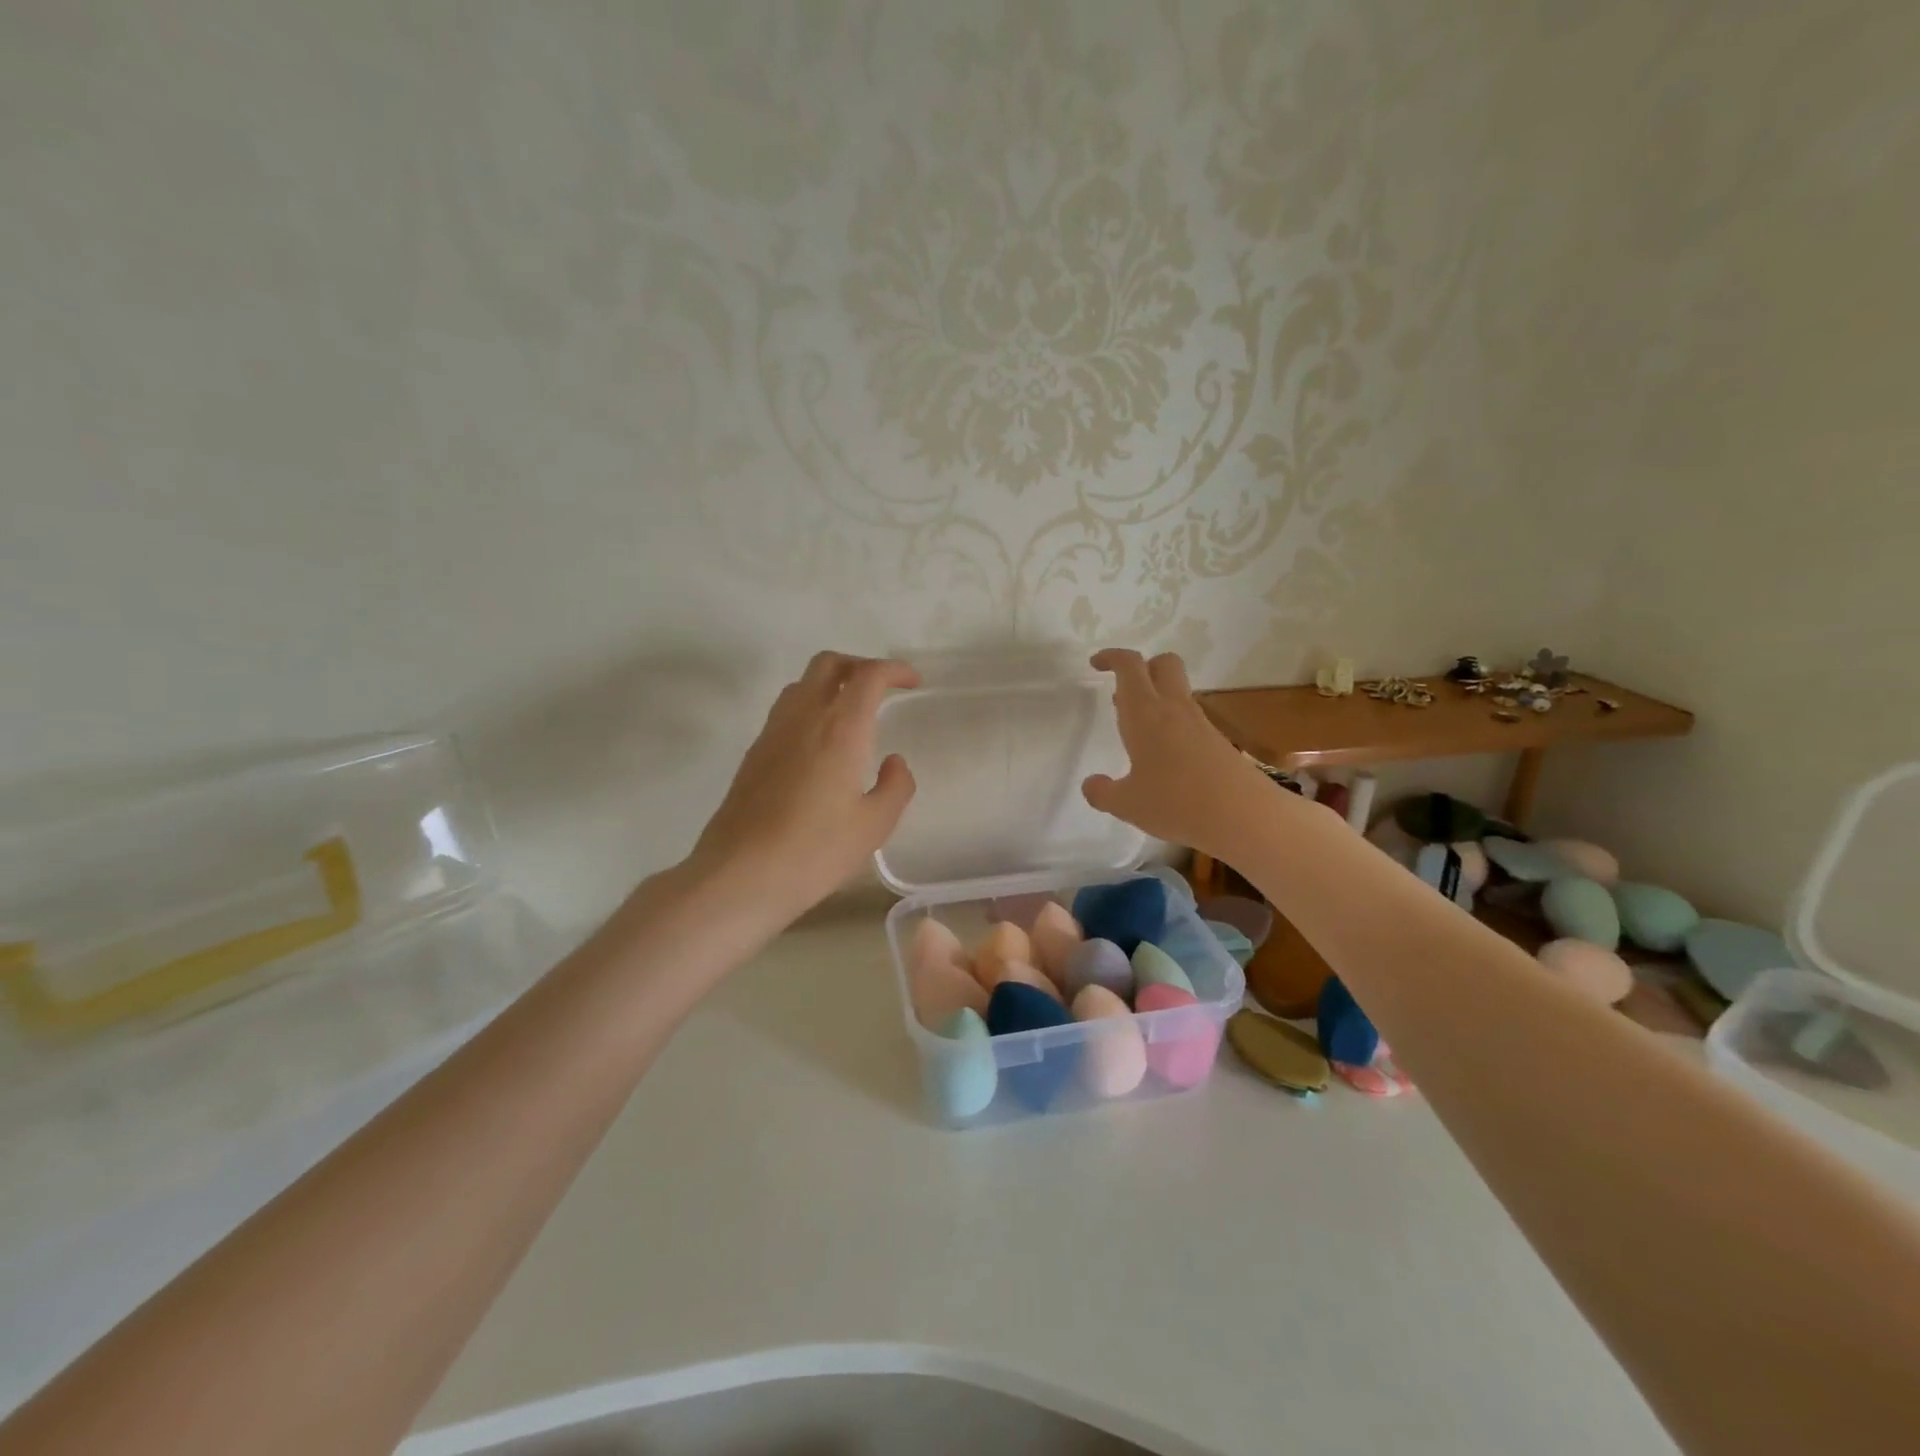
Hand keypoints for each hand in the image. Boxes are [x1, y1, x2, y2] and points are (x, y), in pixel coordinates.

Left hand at [685, 652, 919, 922]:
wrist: (741, 875)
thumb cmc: (815, 851)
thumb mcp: (874, 825)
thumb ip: (896, 786)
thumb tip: (894, 762)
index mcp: (840, 728)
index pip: (868, 675)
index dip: (894, 670)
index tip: (912, 682)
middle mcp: (803, 717)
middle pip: (828, 664)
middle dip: (859, 665)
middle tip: (882, 688)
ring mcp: (772, 733)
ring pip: (801, 684)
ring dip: (830, 684)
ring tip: (851, 712)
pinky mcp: (753, 754)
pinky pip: (785, 711)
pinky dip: (810, 708)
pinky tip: (821, 745)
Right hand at [1081, 649, 1277, 861]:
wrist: (1243, 816)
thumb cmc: (1175, 803)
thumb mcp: (1127, 804)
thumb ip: (1103, 792)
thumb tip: (1090, 784)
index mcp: (1145, 713)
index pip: (1130, 666)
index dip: (1112, 657)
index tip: (1096, 665)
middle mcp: (1173, 709)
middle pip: (1163, 664)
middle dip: (1142, 668)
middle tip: (1121, 693)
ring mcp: (1200, 723)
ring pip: (1177, 691)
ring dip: (1156, 698)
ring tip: (1137, 731)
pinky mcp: (1217, 741)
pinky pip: (1189, 718)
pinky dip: (1172, 724)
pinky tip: (1164, 757)